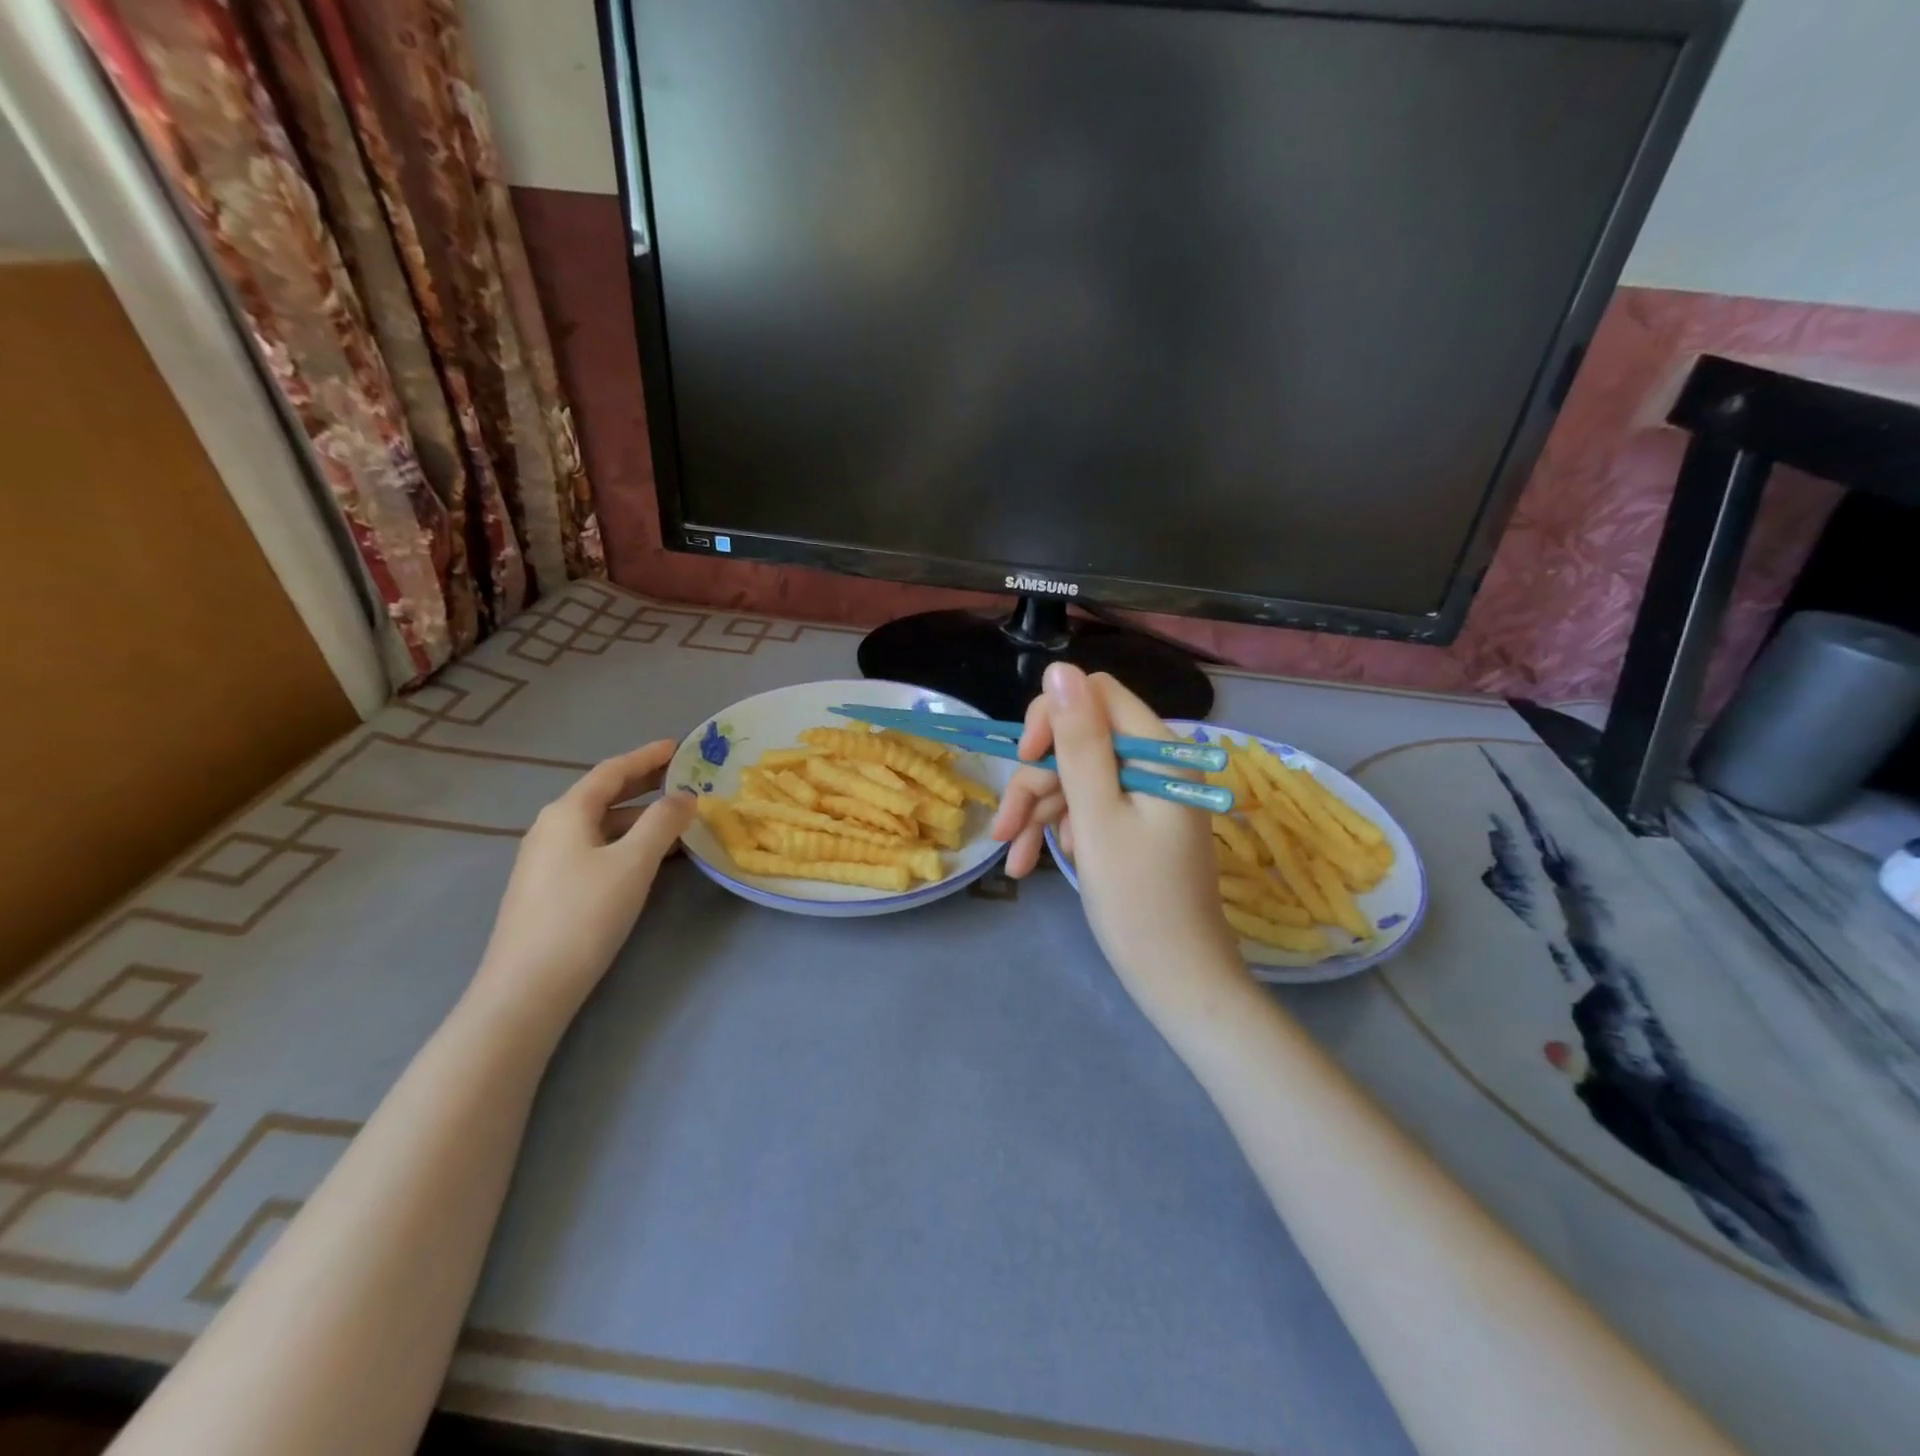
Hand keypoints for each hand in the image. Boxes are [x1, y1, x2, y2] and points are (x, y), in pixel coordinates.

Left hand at [471, 741, 696, 1028]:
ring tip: (677, 821)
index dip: (647, 757)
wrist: (528, 986)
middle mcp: (552, 828)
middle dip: (644, 785)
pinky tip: (648, 858)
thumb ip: (663, 823)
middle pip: (604, 796)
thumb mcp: (633, 863)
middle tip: (683, 778)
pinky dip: (626, 842)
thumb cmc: (584, 914)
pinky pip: (595, 849)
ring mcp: (547, 860)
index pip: (612, 772)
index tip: (678, 746)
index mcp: (567, 812)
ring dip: (639, 818)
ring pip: (601, 825)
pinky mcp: (550, 888)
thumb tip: (685, 797)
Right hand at [991, 665, 1244, 1011]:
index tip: (1025, 759)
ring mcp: (1146, 795)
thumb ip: (1078, 741)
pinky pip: (1088, 807)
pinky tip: (1035, 864)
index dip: (1052, 719)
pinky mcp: (1136, 823)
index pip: (1096, 696)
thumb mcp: (1098, 817)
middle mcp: (1156, 764)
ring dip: (1040, 813)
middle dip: (1037, 781)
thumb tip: (1060, 668)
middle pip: (1079, 741)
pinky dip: (1059, 830)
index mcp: (1160, 752)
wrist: (1178, 981)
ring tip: (1017, 861)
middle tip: (1006, 830)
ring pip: (1076, 778)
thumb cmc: (1138, 902)